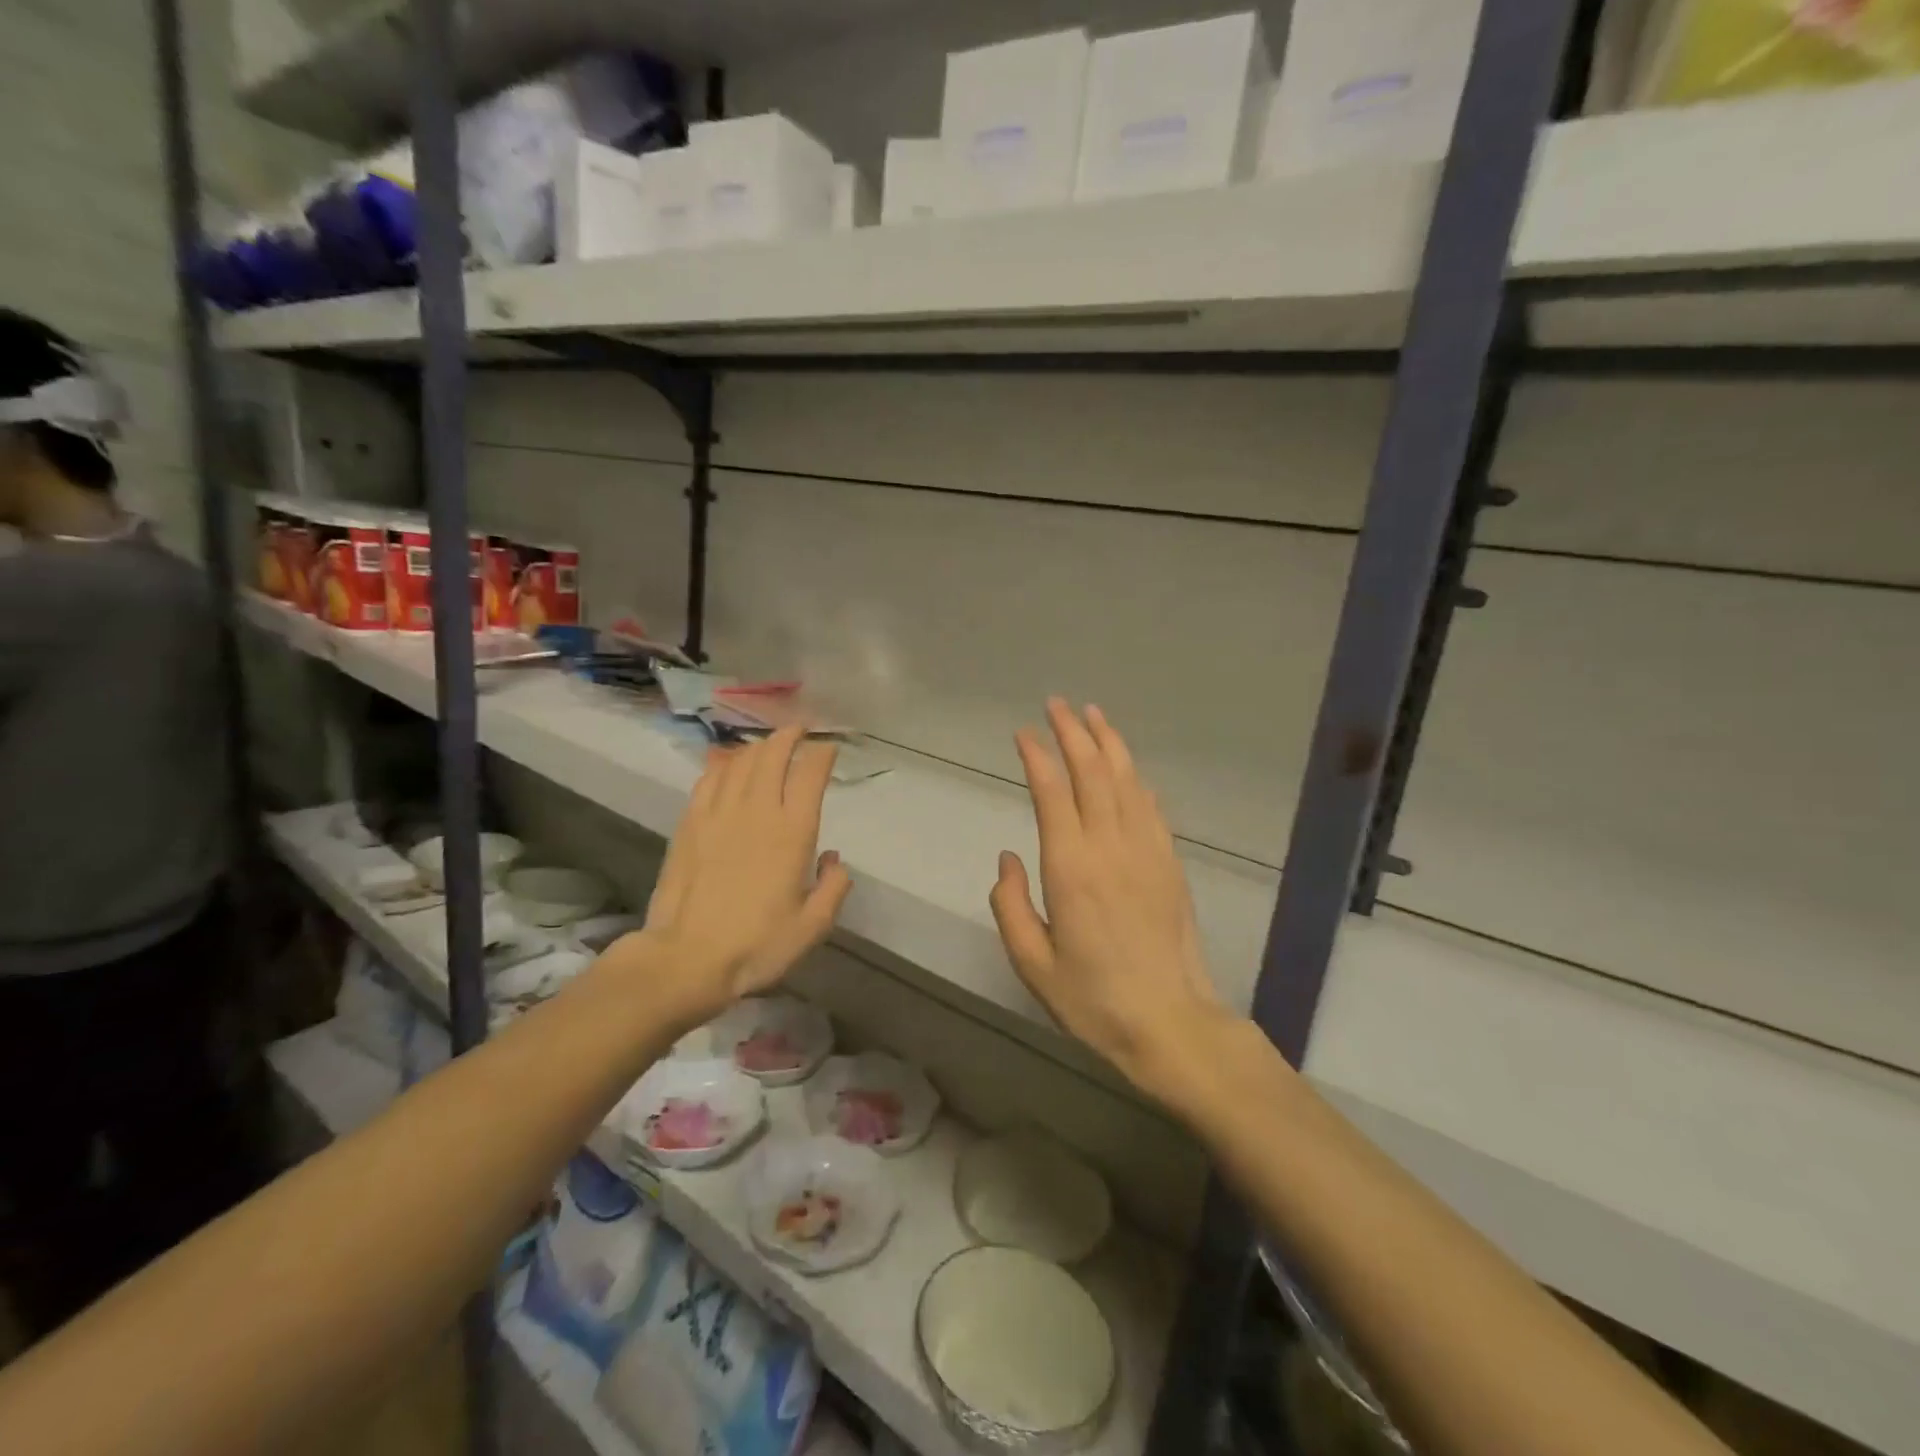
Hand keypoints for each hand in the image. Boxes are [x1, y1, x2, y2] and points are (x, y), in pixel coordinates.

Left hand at [639, 727, 852, 1022]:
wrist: (686, 958)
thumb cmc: (756, 946)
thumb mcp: (812, 927)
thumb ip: (833, 887)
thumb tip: (834, 859)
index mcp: (792, 832)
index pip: (810, 774)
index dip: (822, 754)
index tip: (829, 748)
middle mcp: (757, 811)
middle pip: (773, 756)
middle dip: (789, 737)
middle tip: (799, 730)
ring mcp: (718, 814)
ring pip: (740, 762)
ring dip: (758, 746)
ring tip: (768, 744)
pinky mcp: (690, 824)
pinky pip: (708, 780)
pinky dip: (722, 764)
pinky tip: (726, 763)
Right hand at [991, 700, 1229, 1097]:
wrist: (1170, 1023)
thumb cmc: (1092, 999)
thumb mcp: (1032, 963)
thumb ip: (1010, 905)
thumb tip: (1008, 857)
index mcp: (1070, 868)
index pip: (1052, 792)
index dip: (1037, 756)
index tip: (1023, 732)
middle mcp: (1110, 846)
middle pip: (1092, 773)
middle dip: (1072, 732)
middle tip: (1056, 704)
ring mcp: (1146, 851)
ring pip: (1126, 780)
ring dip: (1108, 743)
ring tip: (1093, 715)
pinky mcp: (1170, 863)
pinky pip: (1151, 807)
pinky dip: (1136, 779)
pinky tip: (1128, 768)